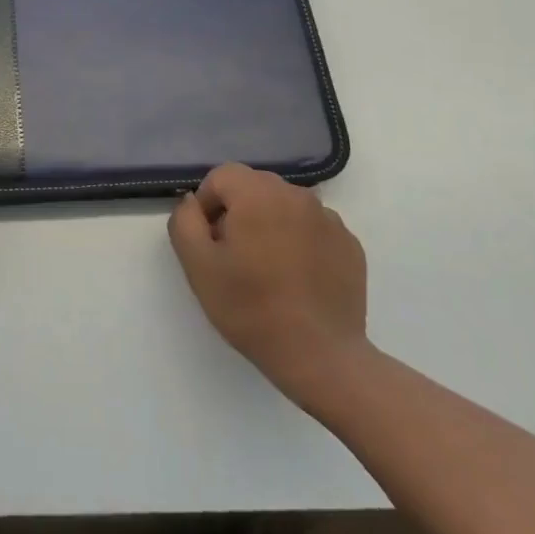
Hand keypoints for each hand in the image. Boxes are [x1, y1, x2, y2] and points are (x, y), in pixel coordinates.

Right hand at [169, 163, 369, 397]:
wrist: (321, 357)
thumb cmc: (252, 309)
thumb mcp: (198, 266)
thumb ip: (185, 222)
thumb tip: (193, 202)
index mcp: (258, 194)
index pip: (222, 176)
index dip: (208, 204)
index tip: (210, 242)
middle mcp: (297, 195)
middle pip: (255, 186)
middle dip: (239, 211)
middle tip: (235, 256)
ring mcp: (329, 219)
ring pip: (285, 205)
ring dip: (270, 224)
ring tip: (268, 269)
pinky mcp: (350, 244)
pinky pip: (313, 227)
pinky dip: (300, 240)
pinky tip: (297, 278)